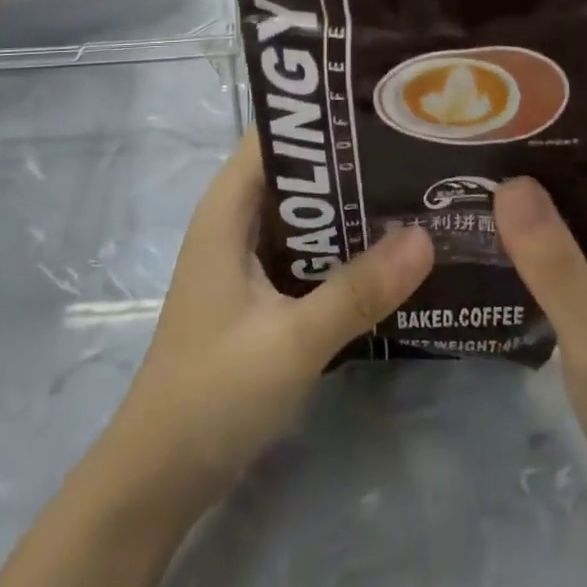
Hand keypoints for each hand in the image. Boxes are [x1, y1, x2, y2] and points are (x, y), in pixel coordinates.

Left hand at [107, 133, 434, 510]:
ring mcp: (246, 258)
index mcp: (228, 209)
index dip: (324, 116)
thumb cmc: (213, 393)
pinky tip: (390, 254)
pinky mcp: (259, 292)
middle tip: (418, 152)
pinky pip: (307, 251)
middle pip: (298, 171)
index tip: (384, 109)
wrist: (160, 476)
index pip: (277, 135)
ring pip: (306, 213)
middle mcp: (236, 221)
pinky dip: (342, 247)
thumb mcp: (292, 340)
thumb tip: (426, 236)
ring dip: (351, 207)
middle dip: (352, 162)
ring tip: (418, 193)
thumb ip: (358, 290)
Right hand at [492, 99, 586, 501]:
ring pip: (564, 181)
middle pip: (581, 145)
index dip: (562, 101)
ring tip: (458, 163)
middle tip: (463, 130)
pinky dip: (523, 209)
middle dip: (528, 132)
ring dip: (521, 171)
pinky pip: (556, 218)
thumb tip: (507, 182)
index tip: (501, 99)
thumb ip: (554, 259)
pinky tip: (478, 216)